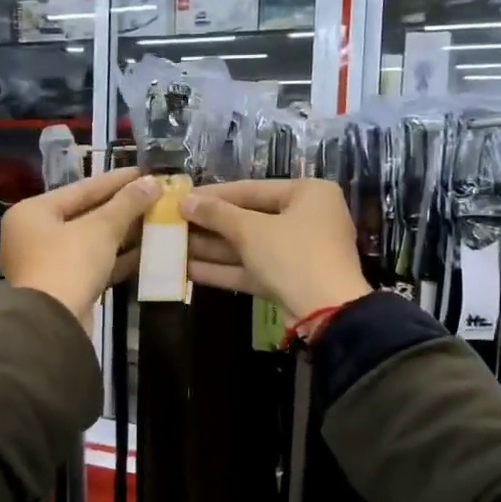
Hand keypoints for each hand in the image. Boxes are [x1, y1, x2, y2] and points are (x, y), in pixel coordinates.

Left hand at [0, 167, 159, 324]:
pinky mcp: (64, 288)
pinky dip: (117, 259)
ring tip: (156, 221)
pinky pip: (94, 265)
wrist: (51, 324)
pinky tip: (147, 253)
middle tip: (154, 197)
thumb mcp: (100, 229)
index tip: (145, 172)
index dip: (116, 180)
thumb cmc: (68, 264)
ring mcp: (47, 264)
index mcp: (33, 212)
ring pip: (91, 242)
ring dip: (123, 234)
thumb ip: (127, 204)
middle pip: (85, 215)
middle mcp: (34, 235)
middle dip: (122, 208)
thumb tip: (152, 182)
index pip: (81, 188)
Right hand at [180, 179, 371, 321]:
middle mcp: (306, 218)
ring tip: (172, 246)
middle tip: (172, 223)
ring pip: (248, 246)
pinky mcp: (288, 280)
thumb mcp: (251, 231)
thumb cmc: (293, 255)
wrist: (328, 312)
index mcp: (308, 193)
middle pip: (249, 218)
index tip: (181, 197)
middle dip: (209, 225)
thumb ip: (217, 214)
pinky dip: (223, 269)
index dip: (213, 195)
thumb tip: (185, 200)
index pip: (251, 189)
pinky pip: (252, 268)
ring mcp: (298, 252)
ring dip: (211, 248)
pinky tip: (187, 269)